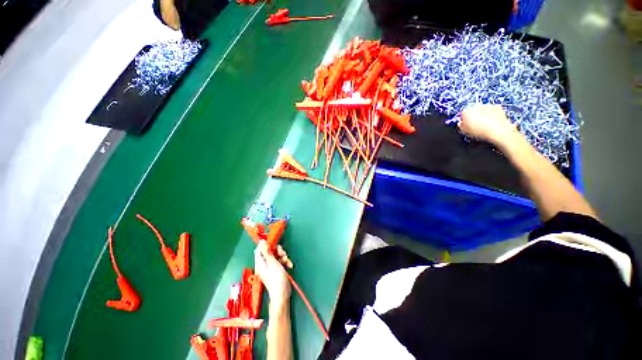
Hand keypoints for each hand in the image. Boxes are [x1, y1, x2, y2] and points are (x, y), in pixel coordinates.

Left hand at [254, 241, 290, 306]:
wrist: (282, 293)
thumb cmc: (276, 278)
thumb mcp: (272, 263)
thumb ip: (267, 252)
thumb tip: (262, 242)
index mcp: (260, 263)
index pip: (259, 250)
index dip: (265, 245)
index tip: (273, 243)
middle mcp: (264, 264)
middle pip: (270, 252)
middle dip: (278, 251)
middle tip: (282, 254)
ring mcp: (271, 267)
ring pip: (277, 256)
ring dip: (283, 256)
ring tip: (286, 260)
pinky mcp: (277, 270)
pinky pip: (280, 262)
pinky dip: (285, 262)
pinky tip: (289, 265)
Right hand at [458, 104, 519, 146]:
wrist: (499, 131)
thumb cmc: (481, 132)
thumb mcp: (465, 132)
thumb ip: (461, 126)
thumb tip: (461, 124)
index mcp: (466, 112)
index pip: (462, 114)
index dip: (463, 120)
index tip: (465, 124)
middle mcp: (476, 106)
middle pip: (472, 110)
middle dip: (473, 116)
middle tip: (475, 124)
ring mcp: (487, 106)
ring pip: (482, 109)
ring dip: (482, 114)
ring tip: (484, 124)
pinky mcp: (497, 107)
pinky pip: (492, 109)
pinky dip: (491, 114)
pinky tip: (491, 121)